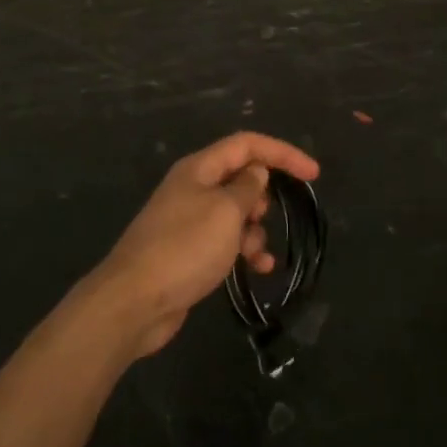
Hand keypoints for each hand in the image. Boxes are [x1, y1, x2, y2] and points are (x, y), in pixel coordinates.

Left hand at [94, 132, 320, 356]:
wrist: (134, 302)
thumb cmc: (184, 248)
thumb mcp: (226, 212)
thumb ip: (247, 187)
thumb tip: (256, 172)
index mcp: (199, 169)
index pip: (247, 145)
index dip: (282, 153)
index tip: (313, 174)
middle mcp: (193, 188)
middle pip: (240, 177)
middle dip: (263, 196)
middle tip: (268, 216)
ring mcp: (188, 220)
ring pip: (235, 213)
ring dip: (255, 230)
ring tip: (257, 253)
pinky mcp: (188, 251)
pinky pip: (225, 241)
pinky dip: (243, 250)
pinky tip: (258, 269)